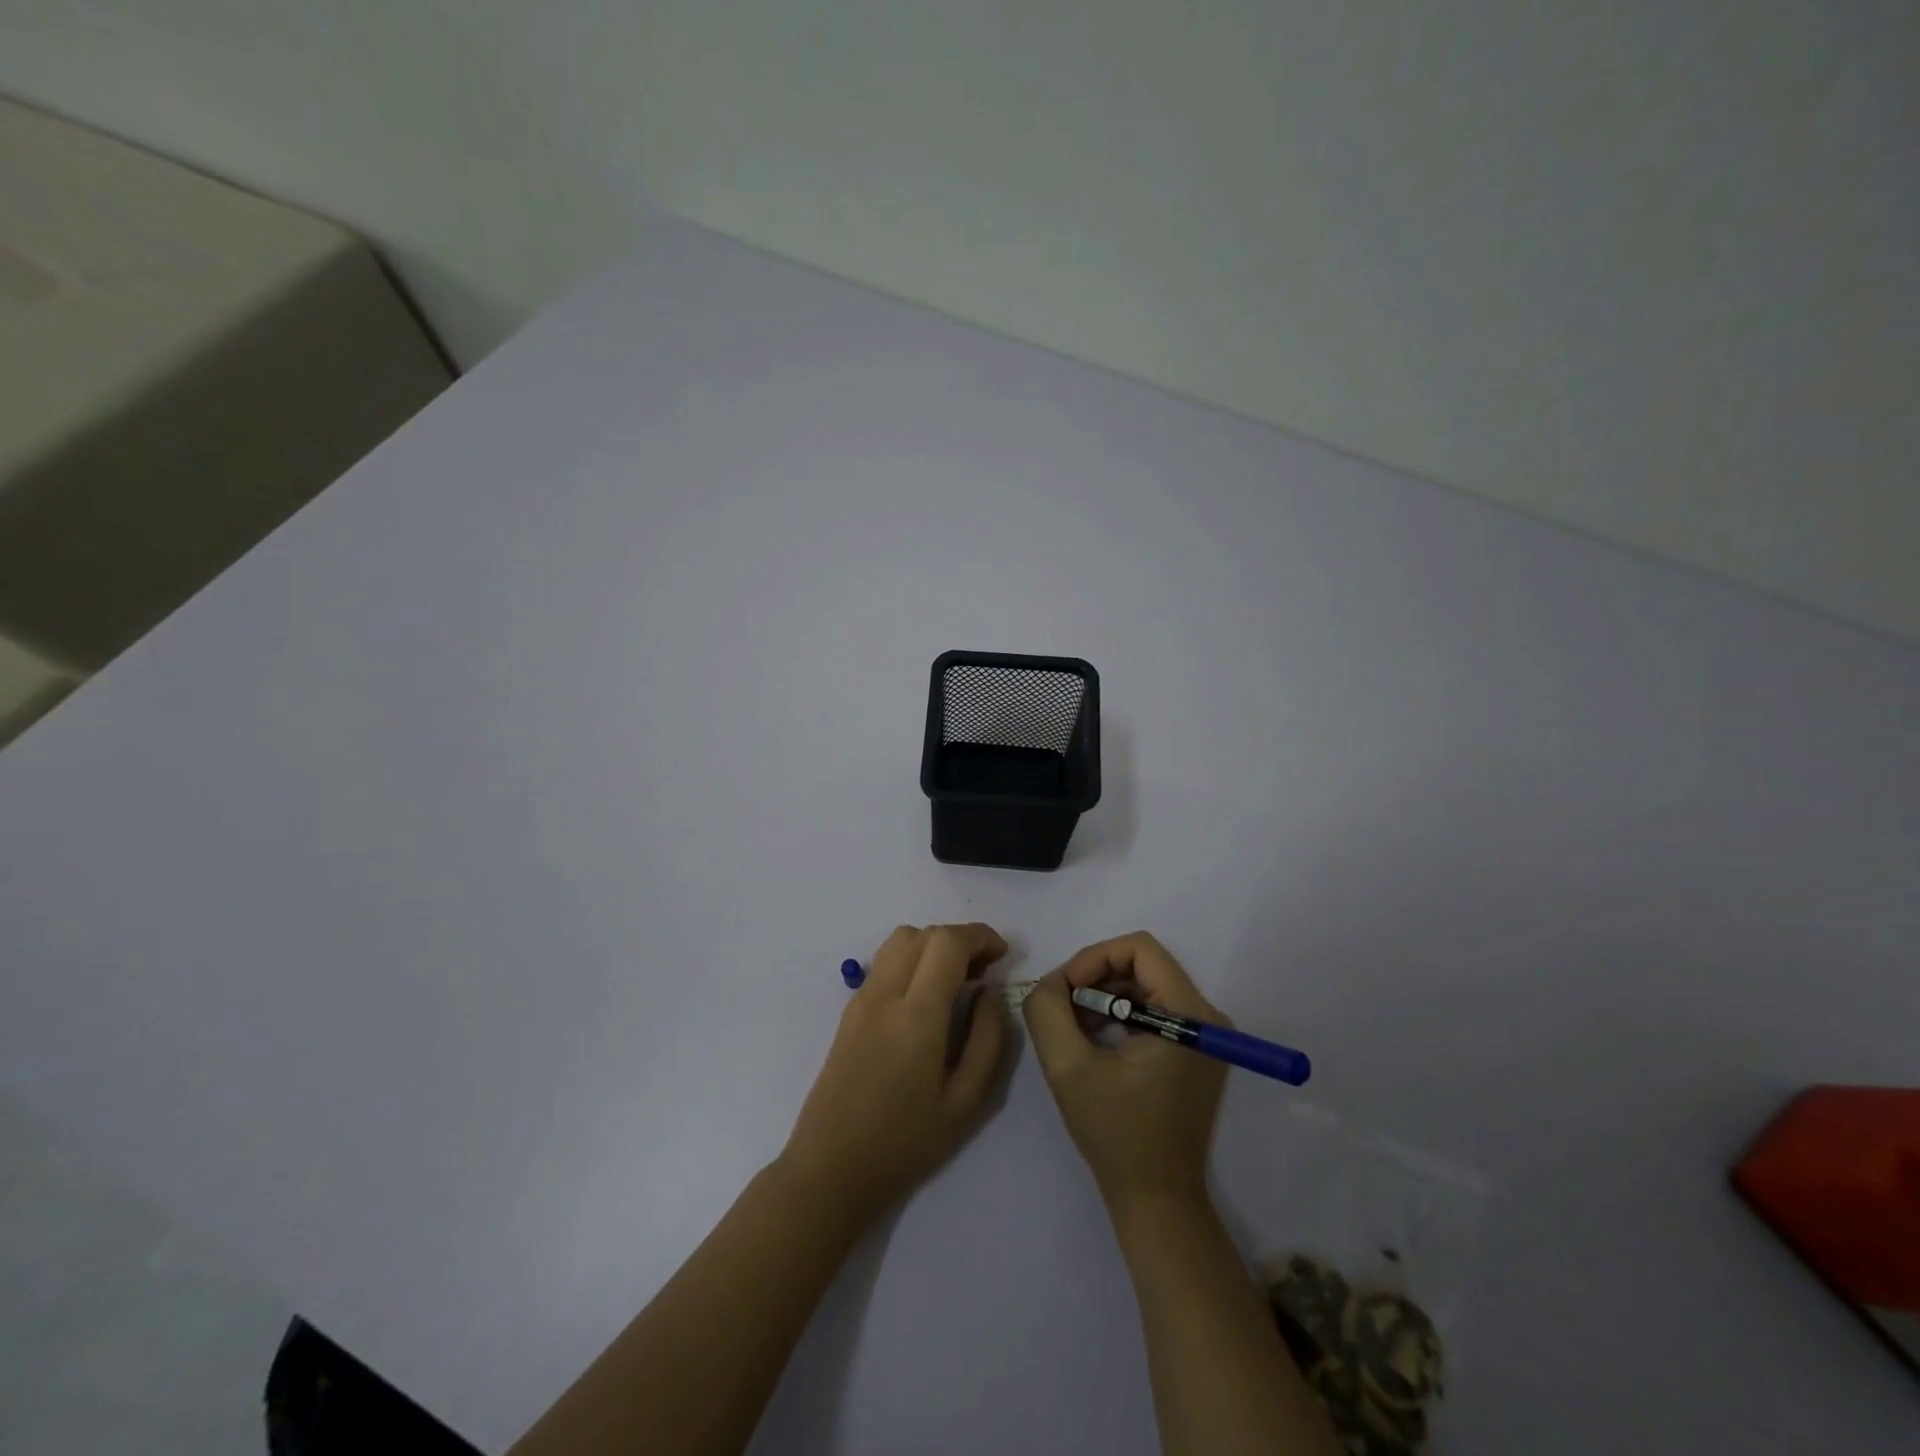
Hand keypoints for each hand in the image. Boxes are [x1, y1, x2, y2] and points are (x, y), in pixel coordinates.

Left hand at [779, 923, 1009, 1227]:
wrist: (831, 1168)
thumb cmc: (905, 1143)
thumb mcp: (966, 1102)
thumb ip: (988, 1039)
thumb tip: (991, 992)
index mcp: (916, 1015)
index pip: (947, 942)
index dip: (980, 936)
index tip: (1002, 956)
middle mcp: (885, 994)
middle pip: (923, 934)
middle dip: (960, 939)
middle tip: (984, 971)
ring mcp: (862, 999)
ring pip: (900, 941)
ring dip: (934, 945)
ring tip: (956, 980)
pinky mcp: (849, 1010)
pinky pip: (885, 962)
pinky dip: (913, 959)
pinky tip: (927, 996)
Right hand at [1023, 932, 1227, 1213]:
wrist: (1157, 1201)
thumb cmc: (1117, 1135)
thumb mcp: (1068, 1068)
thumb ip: (1048, 1010)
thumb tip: (1051, 982)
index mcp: (1188, 1015)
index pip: (1140, 948)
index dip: (1094, 958)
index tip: (1064, 989)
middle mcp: (1206, 1017)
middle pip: (1142, 964)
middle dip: (1095, 978)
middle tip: (1062, 1008)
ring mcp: (1204, 1035)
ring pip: (1144, 985)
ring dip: (1103, 997)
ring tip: (1073, 1027)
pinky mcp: (1195, 1052)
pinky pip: (1152, 1009)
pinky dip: (1118, 1015)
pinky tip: (1094, 1042)